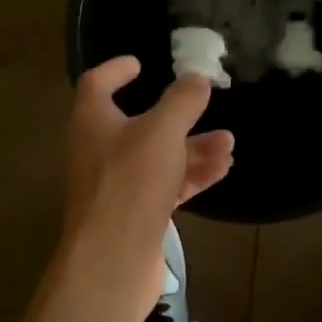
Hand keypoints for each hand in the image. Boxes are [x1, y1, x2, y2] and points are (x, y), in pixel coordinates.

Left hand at [62, 57, 234, 295]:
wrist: (114, 258)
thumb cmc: (130, 183)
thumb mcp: (162, 131)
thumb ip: (182, 100)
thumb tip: (197, 78)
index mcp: (93, 122)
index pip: (98, 84)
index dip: (117, 70)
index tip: (140, 62)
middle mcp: (100, 150)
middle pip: (139, 124)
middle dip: (177, 117)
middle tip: (206, 106)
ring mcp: (117, 185)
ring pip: (159, 157)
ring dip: (193, 148)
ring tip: (228, 144)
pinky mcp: (135, 214)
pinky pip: (166, 185)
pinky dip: (191, 175)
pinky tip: (221, 171)